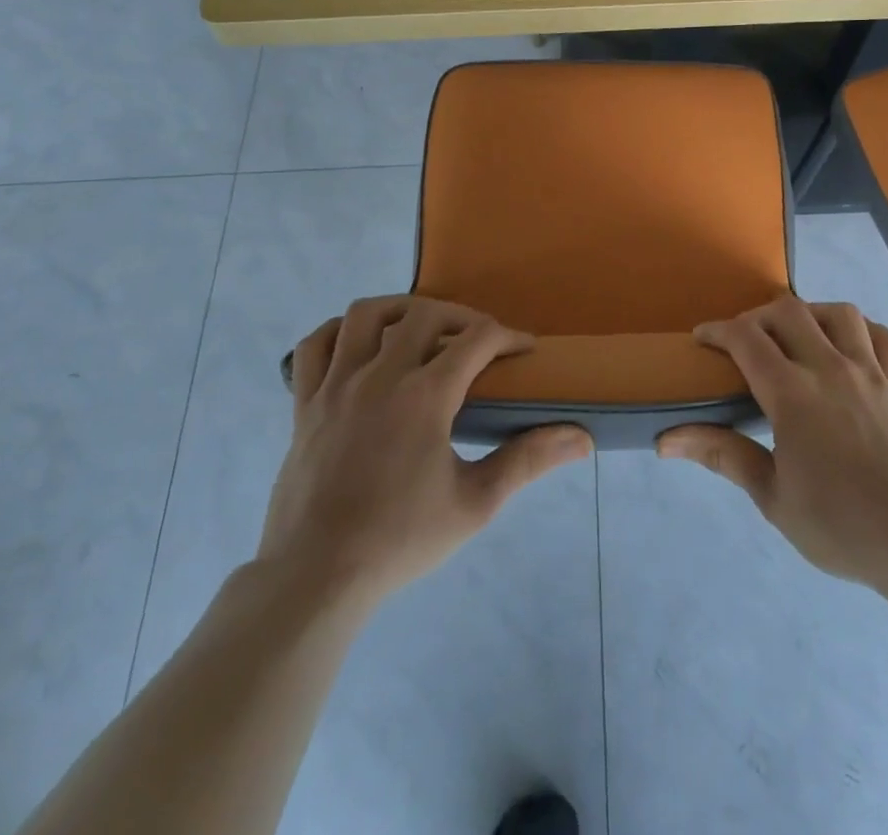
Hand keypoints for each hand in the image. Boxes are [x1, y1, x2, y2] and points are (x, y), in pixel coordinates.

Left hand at [257, 296, 592, 609]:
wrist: (316, 578)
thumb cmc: (400, 540)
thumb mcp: (476, 503)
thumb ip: (528, 460)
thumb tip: (583, 438)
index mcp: (426, 395)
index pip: (478, 338)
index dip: (509, 336)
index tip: (525, 350)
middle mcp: (381, 375)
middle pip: (425, 313)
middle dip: (461, 317)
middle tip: (479, 341)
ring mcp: (336, 386)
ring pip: (366, 314)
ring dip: (399, 309)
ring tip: (419, 328)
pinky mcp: (305, 404)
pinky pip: (316, 345)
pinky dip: (339, 333)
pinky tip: (358, 347)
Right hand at [659, 297, 887, 594]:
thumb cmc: (840, 524)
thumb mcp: (772, 497)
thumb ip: (723, 455)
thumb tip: (666, 440)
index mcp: (793, 394)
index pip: (747, 339)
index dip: (718, 330)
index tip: (702, 338)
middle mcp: (831, 369)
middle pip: (789, 312)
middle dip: (758, 316)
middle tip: (745, 341)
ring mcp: (871, 373)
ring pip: (839, 314)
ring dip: (810, 313)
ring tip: (797, 336)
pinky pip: (884, 338)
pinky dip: (863, 331)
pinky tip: (851, 348)